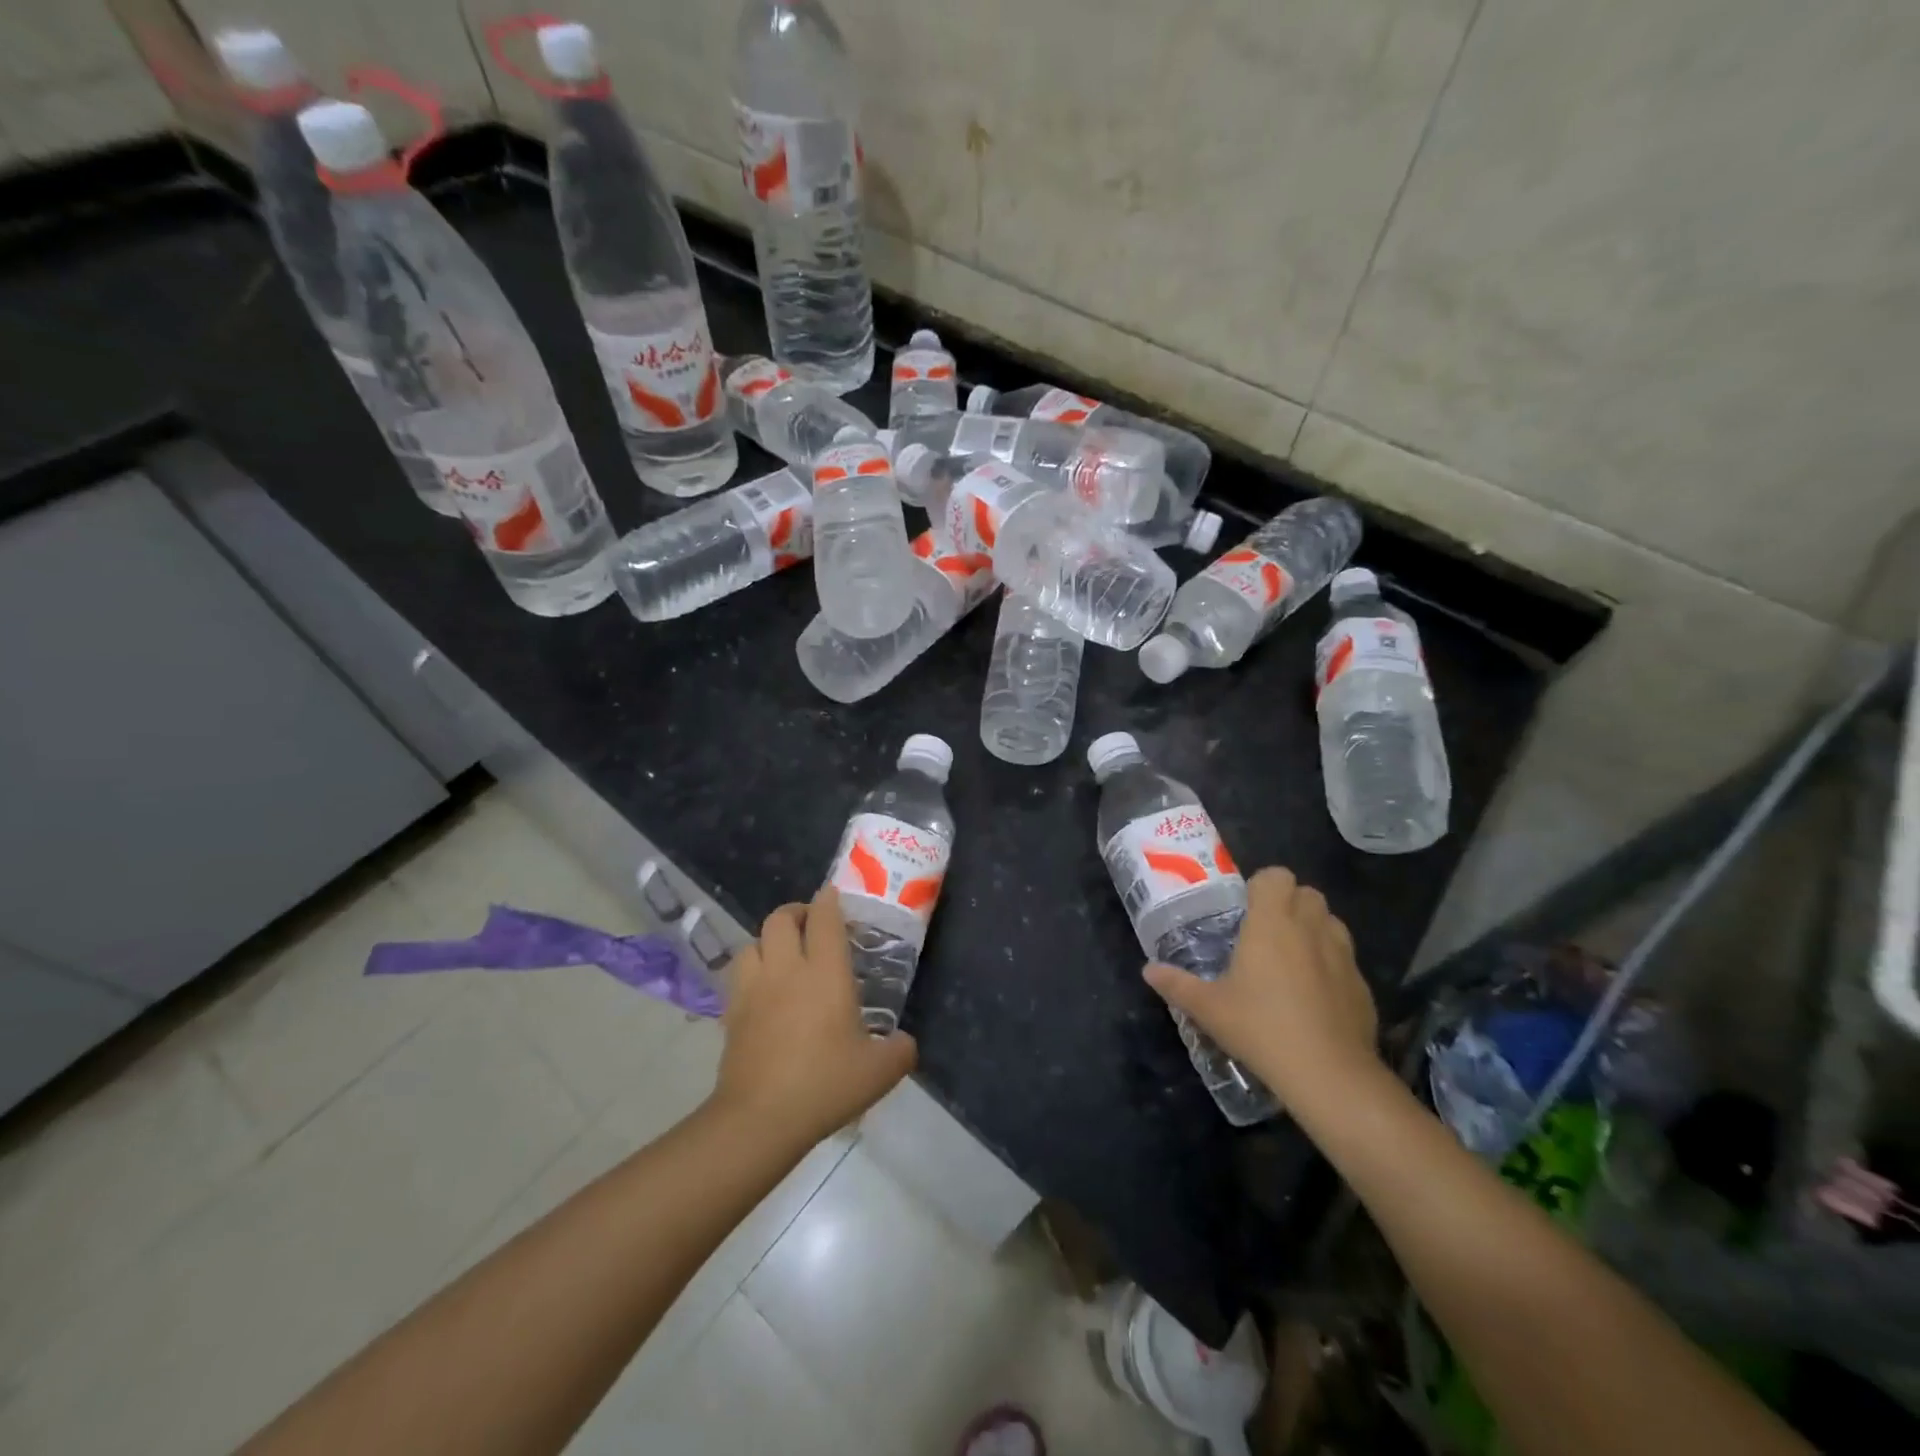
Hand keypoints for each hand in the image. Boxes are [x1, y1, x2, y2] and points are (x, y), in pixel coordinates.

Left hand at [710, 885, 916, 1148]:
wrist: (760, 1119)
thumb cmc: (825, 1084)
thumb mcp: (880, 1071)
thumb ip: (900, 1050)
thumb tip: (905, 1043)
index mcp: (825, 973)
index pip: (824, 918)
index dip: (828, 900)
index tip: (833, 896)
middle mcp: (787, 970)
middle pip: (781, 919)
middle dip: (797, 913)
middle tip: (812, 925)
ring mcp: (754, 990)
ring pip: (753, 942)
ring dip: (769, 941)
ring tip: (784, 955)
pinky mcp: (732, 1013)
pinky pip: (739, 975)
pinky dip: (752, 971)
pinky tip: (764, 991)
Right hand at [1143, 866, 1377, 1113]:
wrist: (1328, 1073)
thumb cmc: (1260, 1027)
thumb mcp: (1208, 1008)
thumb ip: (1177, 984)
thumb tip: (1148, 971)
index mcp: (1272, 922)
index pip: (1276, 876)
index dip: (1262, 885)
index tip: (1247, 908)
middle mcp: (1310, 928)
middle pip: (1308, 893)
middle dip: (1290, 903)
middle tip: (1267, 932)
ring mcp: (1343, 955)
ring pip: (1331, 922)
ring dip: (1314, 929)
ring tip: (1293, 959)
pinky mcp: (1362, 985)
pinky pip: (1346, 959)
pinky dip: (1332, 965)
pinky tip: (1316, 996)